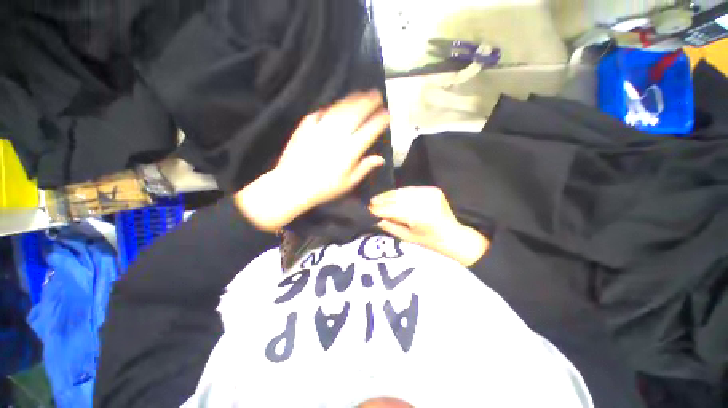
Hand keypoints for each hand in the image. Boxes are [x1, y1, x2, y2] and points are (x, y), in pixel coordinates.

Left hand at [235, 91, 389, 231]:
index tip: (386, 114)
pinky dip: (328, 109)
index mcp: (349, 150)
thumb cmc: (324, 188)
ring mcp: (320, 129)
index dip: (379, 120)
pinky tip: (332, 107)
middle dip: (368, 102)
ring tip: (359, 94)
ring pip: (338, 110)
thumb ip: (364, 168)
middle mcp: (337, 136)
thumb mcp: (348, 182)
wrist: (293, 186)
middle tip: (376, 95)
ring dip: (350, 100)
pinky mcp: (305, 128)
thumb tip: (380, 159)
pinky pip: (318, 114)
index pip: (369, 130)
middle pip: (355, 114)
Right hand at [369, 187, 488, 266]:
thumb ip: (391, 227)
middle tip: (371, 202)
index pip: (394, 210)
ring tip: (378, 198)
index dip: (380, 209)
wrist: (453, 236)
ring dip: (389, 194)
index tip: (368, 209)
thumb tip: (375, 218)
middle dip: (382, 200)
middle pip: (398, 198)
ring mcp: (430, 193)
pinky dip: (400, 192)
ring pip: (403, 191)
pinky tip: (392, 195)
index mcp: (420, 217)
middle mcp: (425, 201)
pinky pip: (411, 189)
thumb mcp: (408, 239)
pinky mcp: (433, 189)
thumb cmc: (430, 243)